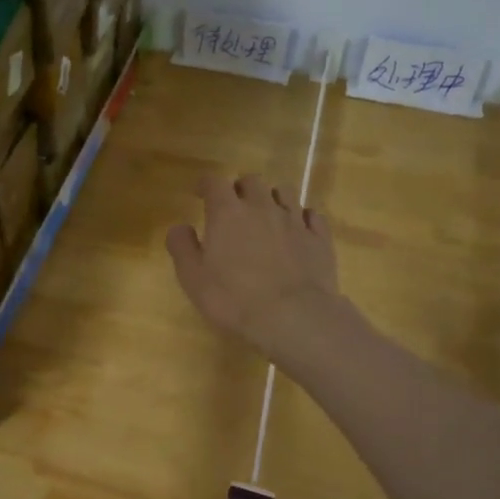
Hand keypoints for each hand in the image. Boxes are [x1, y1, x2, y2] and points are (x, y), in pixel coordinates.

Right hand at [166, 174, 345, 363]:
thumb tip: (180, 227)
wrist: (293, 316)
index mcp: (227, 213)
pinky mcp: (319, 238)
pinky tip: (298, 229)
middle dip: (240, 189)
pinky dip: (302, 217)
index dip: (206, 184)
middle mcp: (262, 207)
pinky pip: (312, 215)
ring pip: (285, 192)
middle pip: (252, 182)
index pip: (214, 183)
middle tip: (234, 206)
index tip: (201, 192)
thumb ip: (182, 247)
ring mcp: (294, 221)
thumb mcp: (193, 278)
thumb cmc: (234, 299)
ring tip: (267, 214)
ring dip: (272, 198)